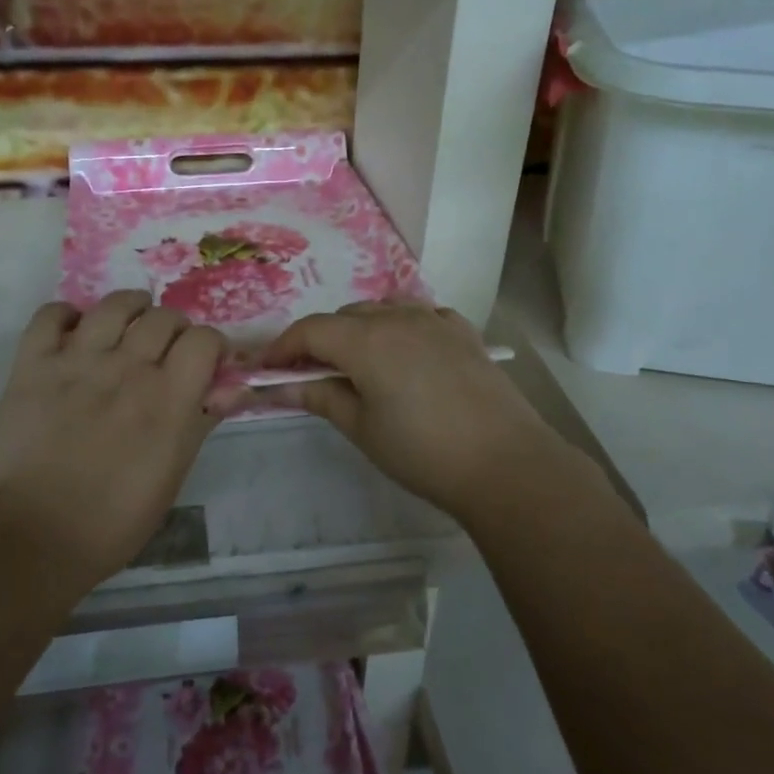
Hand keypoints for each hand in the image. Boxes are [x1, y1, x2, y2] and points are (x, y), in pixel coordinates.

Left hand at [0, 291, 228, 583]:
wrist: (33, 537)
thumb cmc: (114, 520)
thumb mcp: (172, 475)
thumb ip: (202, 421)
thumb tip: (235, 387)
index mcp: (168, 398)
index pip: (204, 339)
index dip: (210, 346)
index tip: (206, 363)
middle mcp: (127, 367)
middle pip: (163, 317)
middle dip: (174, 329)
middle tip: (166, 351)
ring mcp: (77, 361)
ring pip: (114, 305)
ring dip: (130, 308)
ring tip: (130, 321)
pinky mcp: (33, 364)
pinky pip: (51, 314)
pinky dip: (66, 315)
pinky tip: (75, 331)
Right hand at [259, 300, 569, 522]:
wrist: (505, 463)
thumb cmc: (422, 452)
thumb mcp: (362, 427)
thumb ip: (320, 396)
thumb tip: (283, 385)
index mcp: (366, 340)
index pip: (310, 330)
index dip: (283, 347)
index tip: (268, 369)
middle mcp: (398, 317)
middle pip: (345, 316)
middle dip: (320, 340)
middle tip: (311, 374)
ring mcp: (435, 320)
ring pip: (382, 309)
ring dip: (360, 329)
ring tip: (358, 364)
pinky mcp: (463, 331)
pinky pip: (420, 315)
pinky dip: (400, 326)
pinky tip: (405, 352)